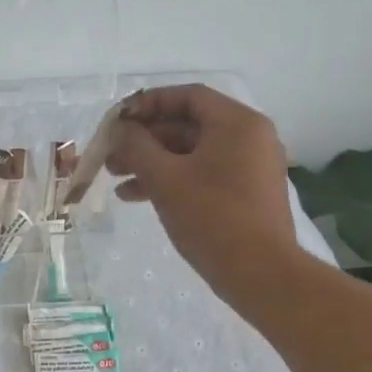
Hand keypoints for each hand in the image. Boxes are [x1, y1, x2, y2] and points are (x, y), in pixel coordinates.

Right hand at [106, 84, 304, 297]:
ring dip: (152, 162)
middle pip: (187, 125)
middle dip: (144, 139)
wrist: (260, 274)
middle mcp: (249, 137)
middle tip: (111, 156)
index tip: (117, 121)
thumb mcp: (164, 178)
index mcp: (237, 123)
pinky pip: (202, 174)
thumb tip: (122, 129)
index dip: (147, 104)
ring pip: (191, 152)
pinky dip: (172, 180)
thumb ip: (137, 145)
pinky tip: (137, 197)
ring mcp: (249, 166)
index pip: (187, 96)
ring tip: (116, 180)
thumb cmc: (211, 217)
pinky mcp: (245, 193)